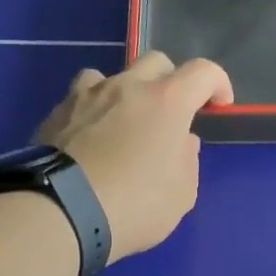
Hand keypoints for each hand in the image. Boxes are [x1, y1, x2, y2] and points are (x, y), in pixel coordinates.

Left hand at [33, 53, 232, 261]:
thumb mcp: (181, 195)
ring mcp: (87, 96)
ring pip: (112, 75)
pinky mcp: (56, 113)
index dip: (218, 83)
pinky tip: (90, 140)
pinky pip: (80, 99)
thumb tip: (181, 141)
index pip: (203, 72)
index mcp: (167, 102)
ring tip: (123, 122)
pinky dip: (93, 112)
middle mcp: (127, 87)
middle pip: (156, 62)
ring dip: (125, 92)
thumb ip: (187, 160)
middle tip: (171, 114)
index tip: (220, 104)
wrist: (61, 213)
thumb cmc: (135, 205)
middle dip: (171, 81)